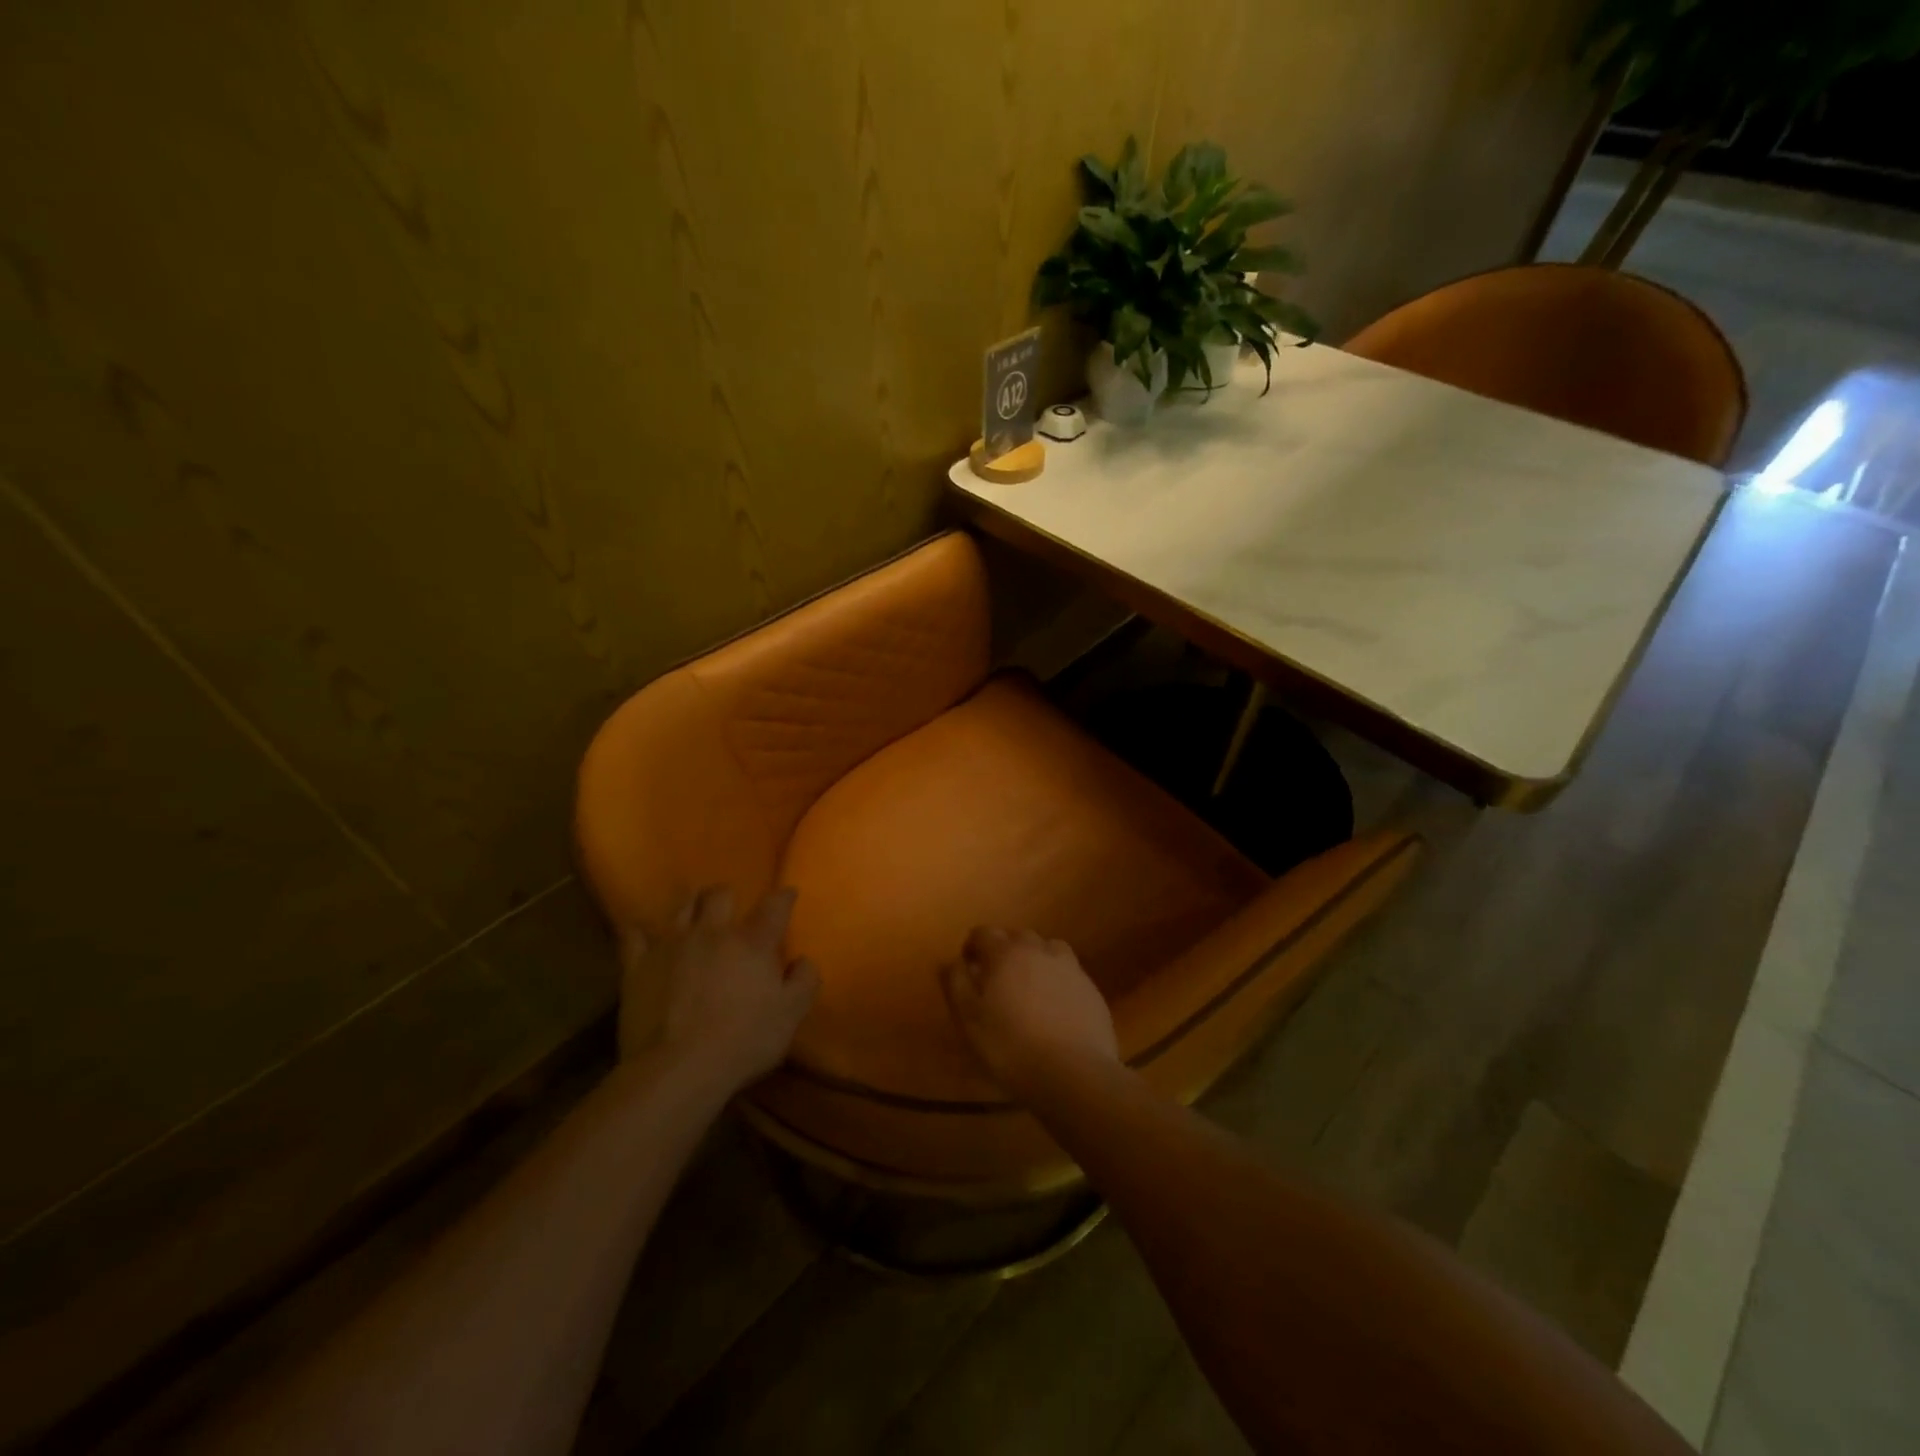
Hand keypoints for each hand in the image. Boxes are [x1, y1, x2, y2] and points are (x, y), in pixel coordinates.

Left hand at [618, 886, 819, 1094]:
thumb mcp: (790, 1015)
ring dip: (690, 905)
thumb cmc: (743, 1041)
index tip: (788, 894)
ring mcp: (671, 945)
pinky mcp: (637, 965)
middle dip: (728, 894)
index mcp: (752, 942)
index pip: (774, 906)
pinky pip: (633, 935)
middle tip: (731, 904)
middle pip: (719, 894)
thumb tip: (804, 959)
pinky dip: (640, 932)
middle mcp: (712, 932)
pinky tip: (643, 935)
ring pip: (681, 907)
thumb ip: (804, 981)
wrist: (678, 1068)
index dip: (784, 897)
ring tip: (693, 912)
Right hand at [940, 927, 1118, 1101]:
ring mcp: (1069, 967)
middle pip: (1017, 937)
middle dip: (1003, 950)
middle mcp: (1039, 950)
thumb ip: (957, 984)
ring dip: (1034, 959)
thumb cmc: (1011, 1047)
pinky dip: (1057, 979)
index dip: (972, 946)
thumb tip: (951, 961)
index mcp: (1006, 953)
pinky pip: (1068, 972)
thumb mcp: (970, 1020)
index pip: (984, 932)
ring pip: (1047, 949)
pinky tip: (1055, 1005)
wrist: (1074, 1073)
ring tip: (1028, 986)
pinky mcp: (1090, 988)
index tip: (968, 967)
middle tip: (996, 979)